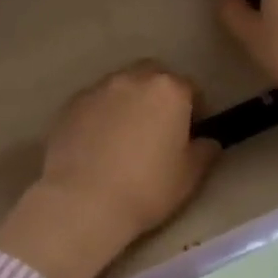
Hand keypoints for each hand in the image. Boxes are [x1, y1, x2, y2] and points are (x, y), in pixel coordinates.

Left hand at [0, 63, 217, 277]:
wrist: (83, 201)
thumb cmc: (146, 188)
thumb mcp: (189, 176)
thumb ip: (204, 151)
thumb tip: (207, 141)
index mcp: (168, 90)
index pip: (190, 88)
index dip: (195, 109)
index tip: (192, 132)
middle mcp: (132, 79)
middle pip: (152, 76)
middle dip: (159, 94)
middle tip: (159, 127)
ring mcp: (97, 89)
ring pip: (121, 86)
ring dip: (128, 102)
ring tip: (125, 136)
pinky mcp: (70, 105)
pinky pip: (94, 103)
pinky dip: (101, 114)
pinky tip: (98, 143)